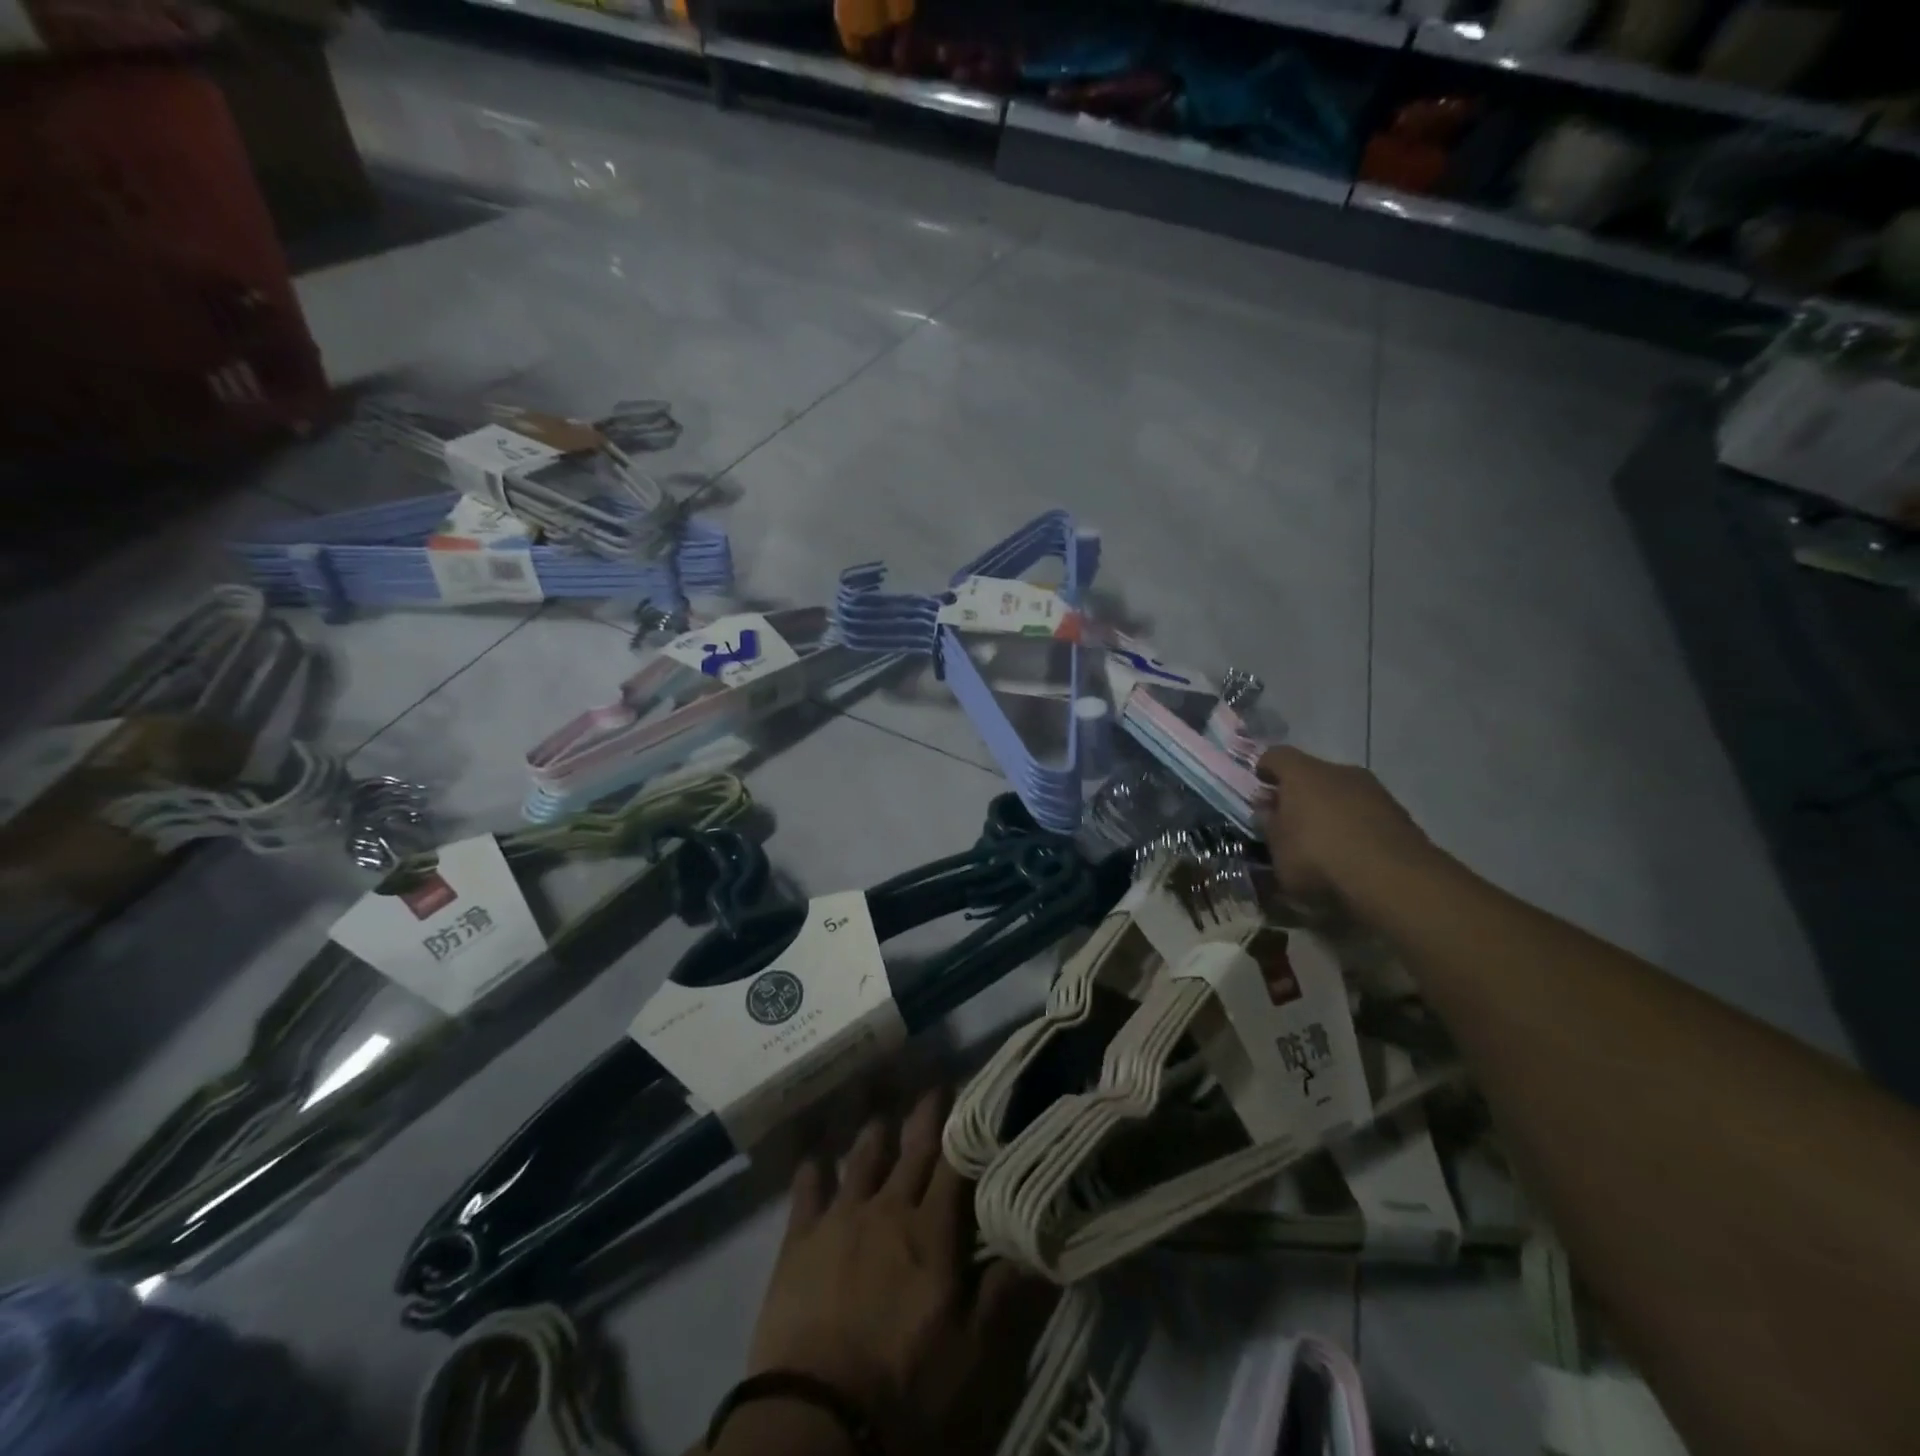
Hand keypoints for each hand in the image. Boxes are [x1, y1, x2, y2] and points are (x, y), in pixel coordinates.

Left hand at [745, 1090, 1055, 1455]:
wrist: (815, 1417)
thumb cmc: (904, 1388)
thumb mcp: (972, 1356)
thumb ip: (1005, 1294)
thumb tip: (1041, 1244)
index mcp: (931, 1232)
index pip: (956, 1167)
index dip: (968, 1132)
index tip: (978, 1099)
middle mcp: (888, 1209)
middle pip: (912, 1151)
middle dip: (926, 1117)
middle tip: (935, 1086)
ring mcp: (840, 1220)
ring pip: (862, 1160)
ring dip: (874, 1135)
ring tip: (881, 1113)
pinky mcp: (798, 1241)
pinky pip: (807, 1192)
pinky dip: (813, 1172)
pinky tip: (813, 1157)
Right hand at [1257, 746, 1434, 905]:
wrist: (1394, 879)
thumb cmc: (1319, 858)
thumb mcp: (1277, 850)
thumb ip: (1269, 826)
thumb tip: (1267, 811)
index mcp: (1303, 774)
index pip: (1276, 756)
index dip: (1265, 769)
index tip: (1260, 788)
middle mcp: (1339, 771)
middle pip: (1312, 773)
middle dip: (1299, 793)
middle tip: (1290, 820)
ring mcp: (1374, 790)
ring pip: (1341, 791)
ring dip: (1329, 809)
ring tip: (1322, 840)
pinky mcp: (1399, 813)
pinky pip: (1365, 811)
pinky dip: (1354, 824)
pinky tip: (1350, 851)